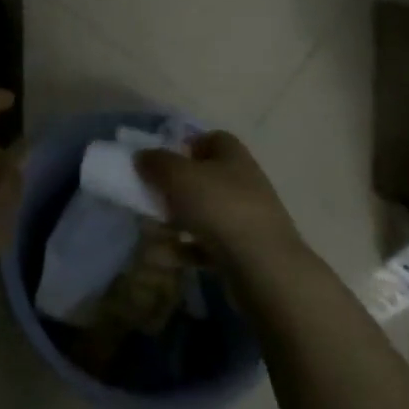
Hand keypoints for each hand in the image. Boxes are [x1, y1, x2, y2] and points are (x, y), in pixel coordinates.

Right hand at [135, 131, 308, 267]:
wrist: (265, 269)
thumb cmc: (220, 207)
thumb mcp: (178, 175)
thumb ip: (156, 162)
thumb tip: (142, 156)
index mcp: (233, 156)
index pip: (212, 139)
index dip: (187, 145)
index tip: (163, 160)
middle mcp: (243, 183)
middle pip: (205, 178)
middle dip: (175, 188)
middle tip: (151, 197)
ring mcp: (246, 220)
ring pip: (203, 214)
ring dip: (175, 222)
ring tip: (150, 232)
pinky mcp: (244, 253)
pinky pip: (207, 245)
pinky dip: (184, 249)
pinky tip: (163, 258)